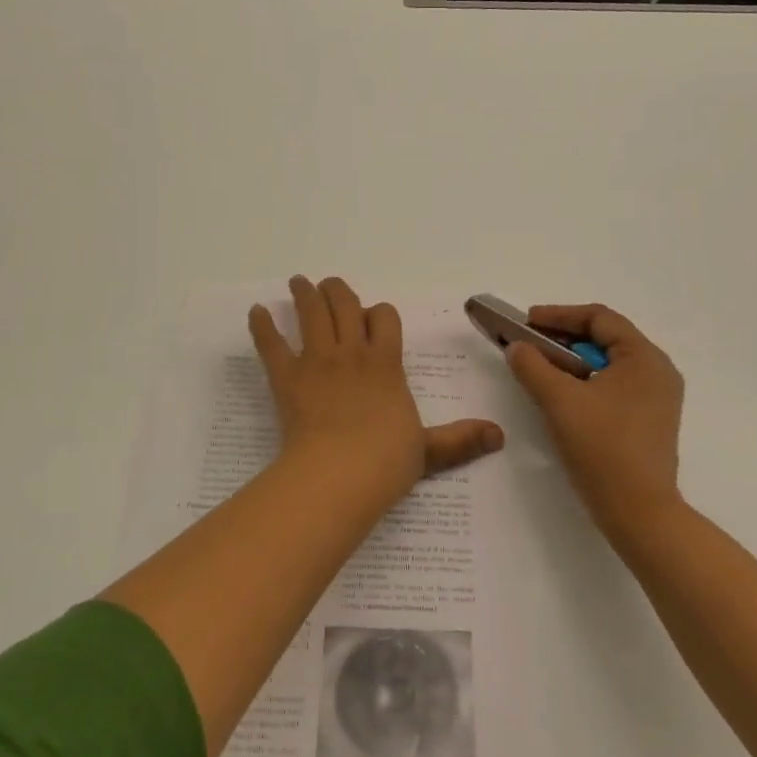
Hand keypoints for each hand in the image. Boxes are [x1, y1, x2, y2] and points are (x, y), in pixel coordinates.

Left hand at [249, 276, 503, 500]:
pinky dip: (262, 326)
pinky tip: (256, 311)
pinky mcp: (286, 377)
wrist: (339, 474)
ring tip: (299, 281)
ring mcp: (317, 361)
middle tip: (329, 284)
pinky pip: (271, 344)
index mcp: (385, 363)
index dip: (379, 313)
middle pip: (344, 305)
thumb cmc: (385, 461)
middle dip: (338, 291)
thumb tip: (500, 437)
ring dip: (305, 293)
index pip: (385, 318)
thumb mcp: (429, 450)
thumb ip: (460, 439)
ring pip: (311, 313)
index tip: (372, 317)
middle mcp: (351, 353)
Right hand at [506, 303, 684, 536]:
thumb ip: (533, 366)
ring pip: (608, 363)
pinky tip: (562, 393)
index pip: (599, 318)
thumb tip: (517, 347)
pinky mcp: (649, 420)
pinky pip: (614, 384)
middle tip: (529, 343)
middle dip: (563, 337)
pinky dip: (586, 380)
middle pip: (605, 338)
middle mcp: (658, 371)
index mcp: (645, 358)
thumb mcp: (560, 401)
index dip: (559, 315)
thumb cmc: (603, 449)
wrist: (640, 514)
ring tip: (540, 367)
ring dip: (572, 360)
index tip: (526, 322)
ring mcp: (657, 398)